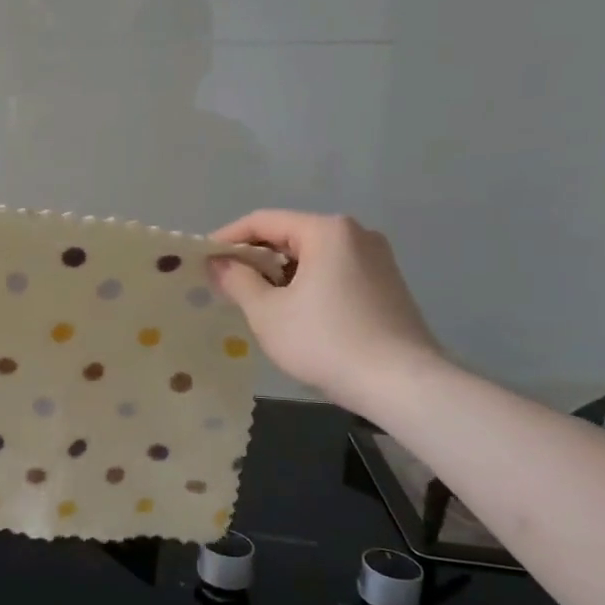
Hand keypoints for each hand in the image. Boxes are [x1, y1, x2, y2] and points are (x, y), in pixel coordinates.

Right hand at [208, 211, 442, 410]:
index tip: (203, 259)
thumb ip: (237, 280)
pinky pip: (334, 272)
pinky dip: (306, 284)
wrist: (401, 384)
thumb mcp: (267, 312)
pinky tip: (292, 312)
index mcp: (327, 231)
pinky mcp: (387, 285)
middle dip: (254, 258)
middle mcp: (356, 234)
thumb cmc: (326, 341)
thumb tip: (218, 263)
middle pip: (290, 235)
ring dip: (279, 273)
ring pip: (312, 256)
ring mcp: (377, 259)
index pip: (263, 221)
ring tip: (253, 300)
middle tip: (225, 283)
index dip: (228, 238)